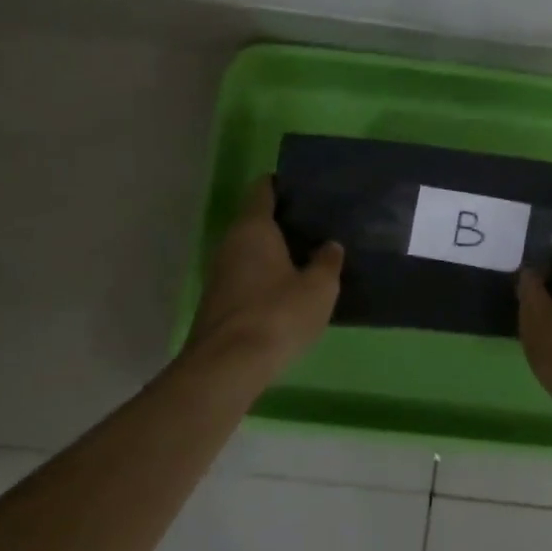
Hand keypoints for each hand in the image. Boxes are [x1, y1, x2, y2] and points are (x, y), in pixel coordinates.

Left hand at [185, 176, 343, 379]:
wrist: (229, 366)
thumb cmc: (278, 314)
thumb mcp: (319, 287)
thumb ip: (327, 262)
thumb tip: (330, 246)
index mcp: (253, 228)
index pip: (263, 190)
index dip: (283, 184)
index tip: (307, 187)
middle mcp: (231, 243)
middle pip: (257, 220)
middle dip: (285, 220)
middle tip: (320, 223)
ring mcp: (221, 274)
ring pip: (252, 250)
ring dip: (277, 250)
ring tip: (312, 254)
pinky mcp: (221, 302)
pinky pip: (249, 275)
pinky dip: (269, 275)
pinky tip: (293, 287)